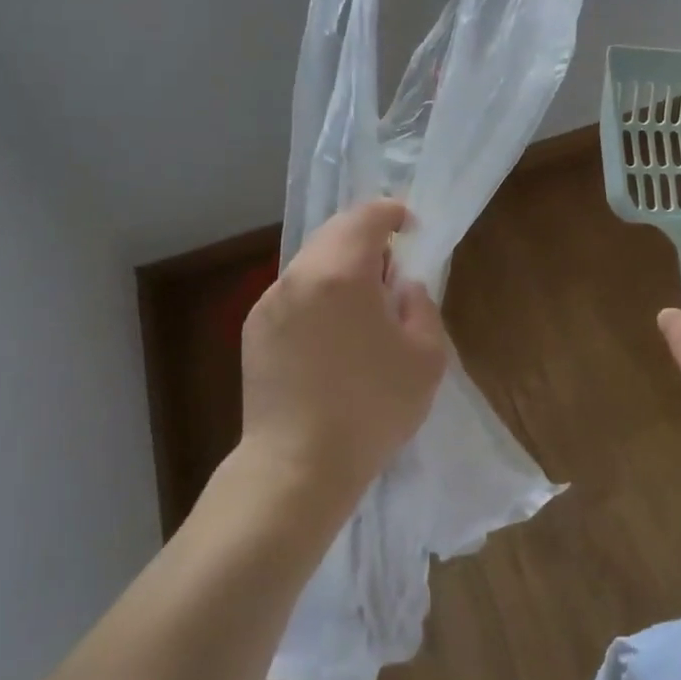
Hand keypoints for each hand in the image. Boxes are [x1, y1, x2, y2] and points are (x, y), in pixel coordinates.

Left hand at [240, 199, 448, 512]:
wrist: (297, 466)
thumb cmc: (371, 410)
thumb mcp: (426, 357)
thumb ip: (421, 305)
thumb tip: (402, 287)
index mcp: (341, 272)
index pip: (367, 216)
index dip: (393, 213)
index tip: (412, 228)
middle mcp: (298, 275)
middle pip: (334, 233)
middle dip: (367, 238)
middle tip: (392, 270)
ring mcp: (269, 301)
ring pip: (311, 262)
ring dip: (340, 267)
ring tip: (363, 306)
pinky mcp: (254, 329)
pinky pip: (293, 293)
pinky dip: (317, 294)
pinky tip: (331, 336)